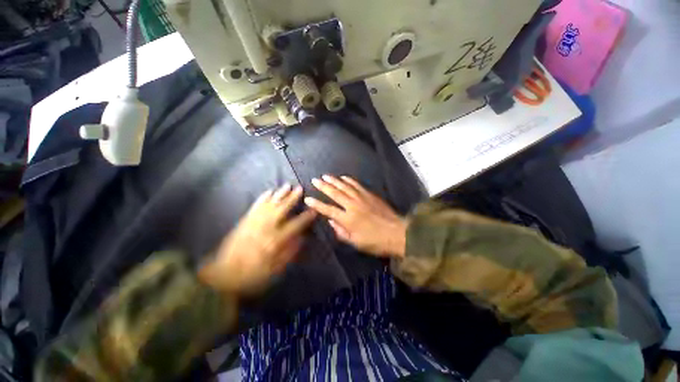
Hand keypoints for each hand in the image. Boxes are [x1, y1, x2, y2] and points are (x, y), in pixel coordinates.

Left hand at [199, 185, 315, 295]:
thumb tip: (302, 238)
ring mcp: (254, 222)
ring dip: (279, 194)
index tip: (314, 210)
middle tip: (300, 188)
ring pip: (269, 203)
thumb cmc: (252, 274)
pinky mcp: (244, 220)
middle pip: (282, 208)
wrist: (222, 275)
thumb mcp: (274, 269)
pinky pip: (255, 205)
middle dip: (292, 198)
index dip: (306, 217)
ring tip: (287, 185)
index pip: (295, 225)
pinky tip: (269, 191)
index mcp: (275, 240)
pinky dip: (263, 197)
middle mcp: (266, 227)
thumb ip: (289, 252)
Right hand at [304, 175, 406, 257]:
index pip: (328, 210)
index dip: (317, 204)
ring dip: (334, 180)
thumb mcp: (356, 243)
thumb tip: (331, 221)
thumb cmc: (375, 241)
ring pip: (345, 186)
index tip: (308, 199)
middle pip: (335, 194)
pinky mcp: (370, 194)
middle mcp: (352, 206)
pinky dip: (349, 180)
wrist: (397, 233)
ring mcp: (362, 198)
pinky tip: (344, 177)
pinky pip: (357, 185)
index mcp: (348, 219)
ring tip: (325, 176)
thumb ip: (341, 232)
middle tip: (314, 180)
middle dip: (323, 186)